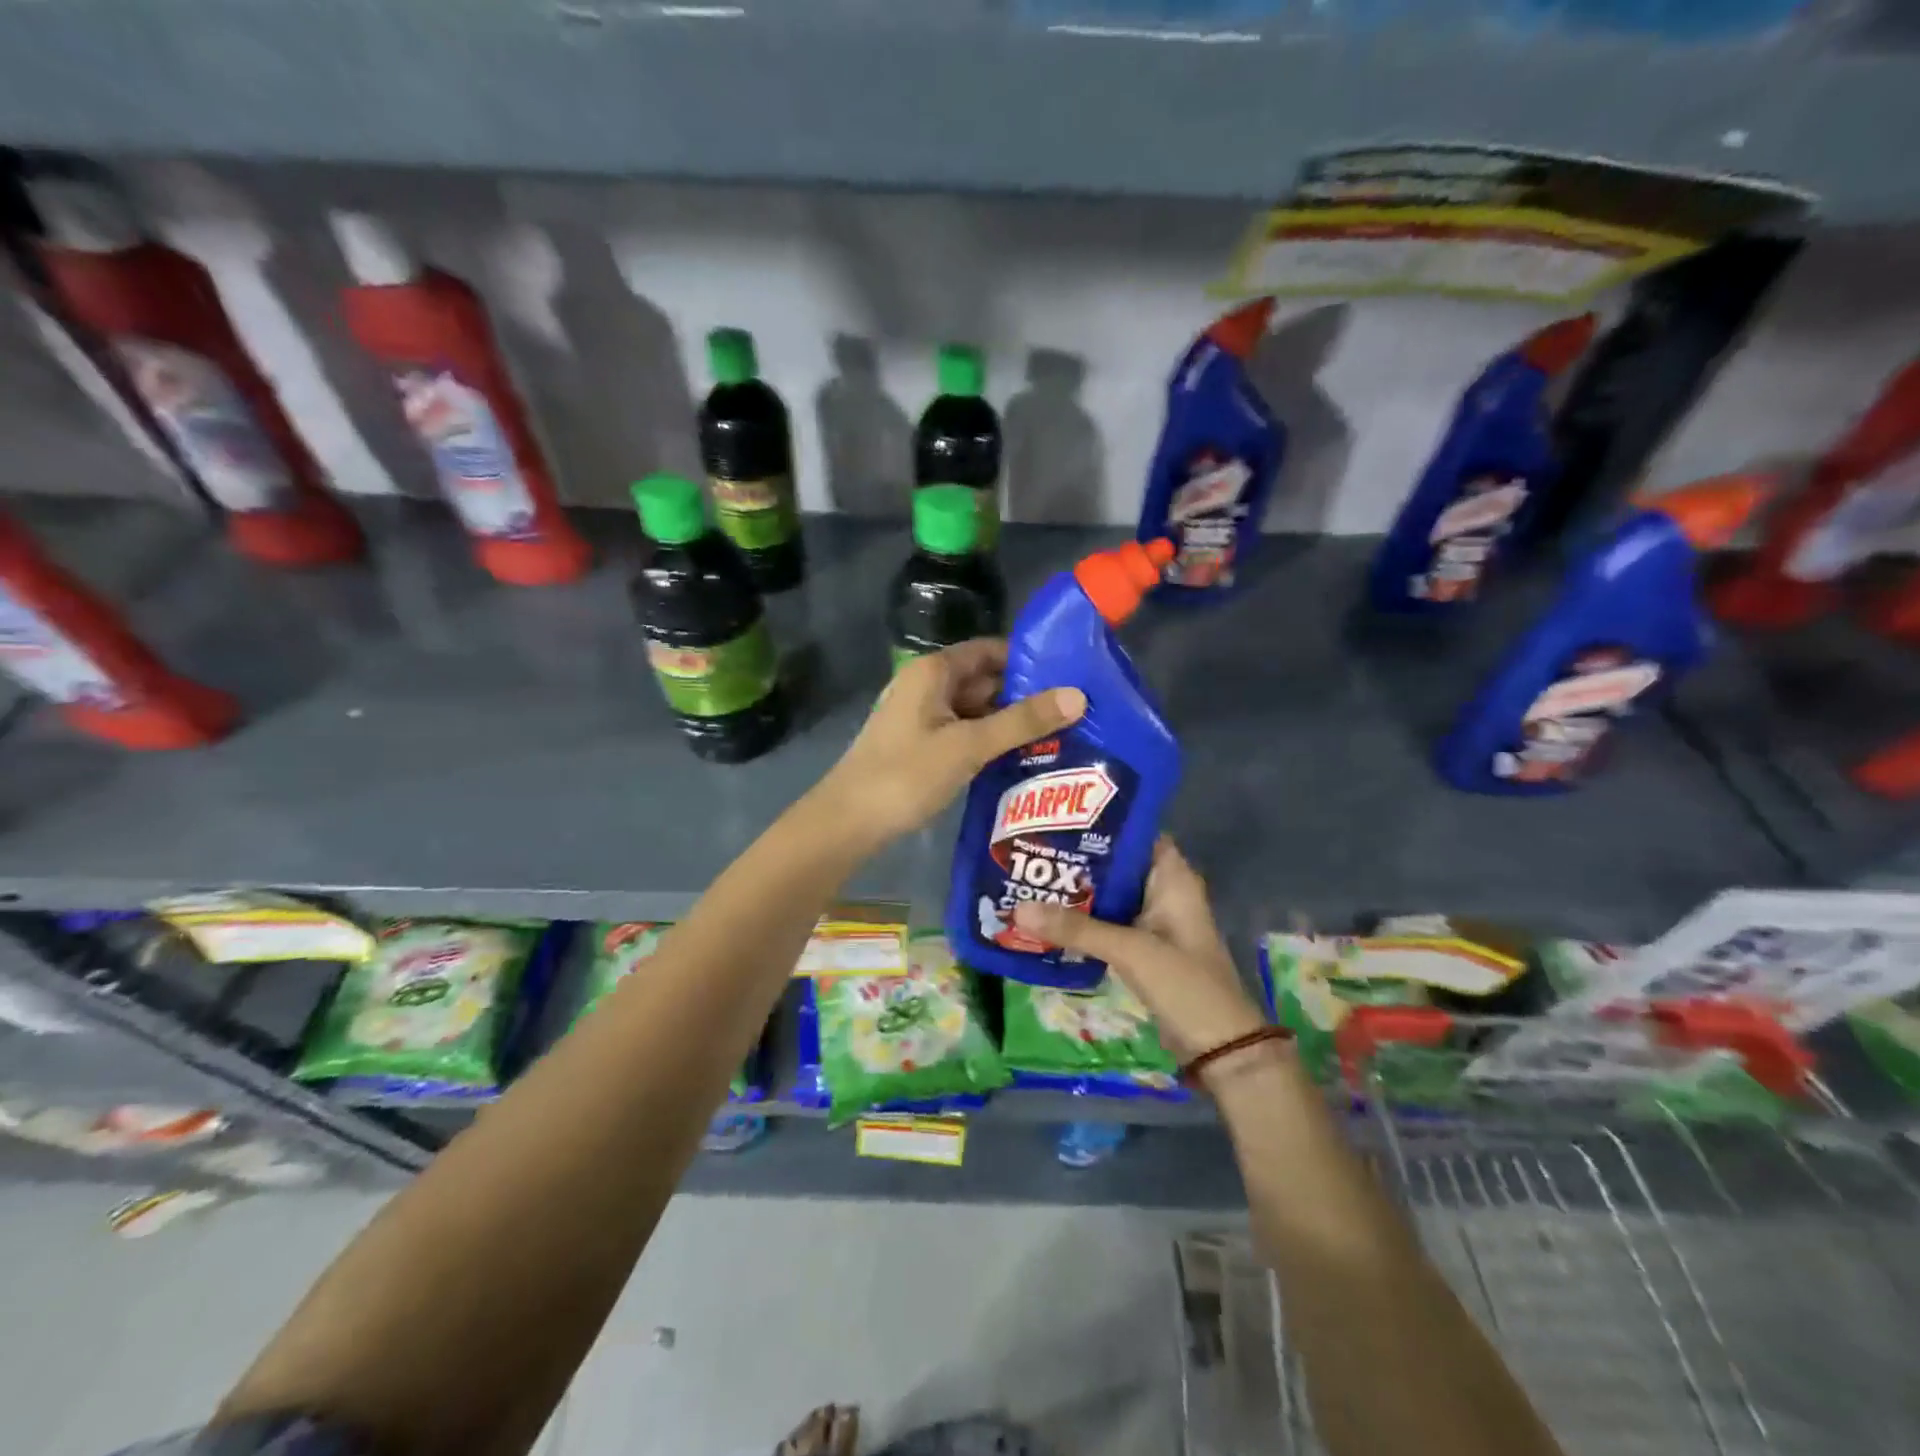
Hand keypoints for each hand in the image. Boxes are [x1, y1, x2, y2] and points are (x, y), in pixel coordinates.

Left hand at [816, 640, 1084, 848]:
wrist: (848, 822)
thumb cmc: (906, 775)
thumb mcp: (969, 746)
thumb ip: (1022, 721)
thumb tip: (1078, 695)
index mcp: (933, 671)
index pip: (990, 650)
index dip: (1028, 661)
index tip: (1070, 676)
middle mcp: (926, 685)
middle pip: (984, 681)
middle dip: (1024, 695)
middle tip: (1074, 712)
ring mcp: (920, 717)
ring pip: (974, 710)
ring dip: (1008, 722)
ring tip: (1059, 736)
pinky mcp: (919, 745)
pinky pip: (962, 733)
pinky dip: (988, 741)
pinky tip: (1019, 759)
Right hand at [1013, 838, 1265, 1062]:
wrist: (1219, 1048)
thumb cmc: (1184, 984)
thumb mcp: (1130, 950)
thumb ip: (1076, 929)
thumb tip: (1018, 908)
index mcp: (1173, 878)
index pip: (1136, 832)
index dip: (1101, 821)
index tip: (1058, 816)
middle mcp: (1164, 892)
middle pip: (1116, 863)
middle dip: (1078, 857)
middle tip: (1032, 847)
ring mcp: (1153, 921)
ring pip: (1109, 894)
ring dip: (1077, 890)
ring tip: (1031, 876)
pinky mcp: (1143, 948)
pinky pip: (1108, 922)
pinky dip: (1083, 919)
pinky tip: (1048, 917)